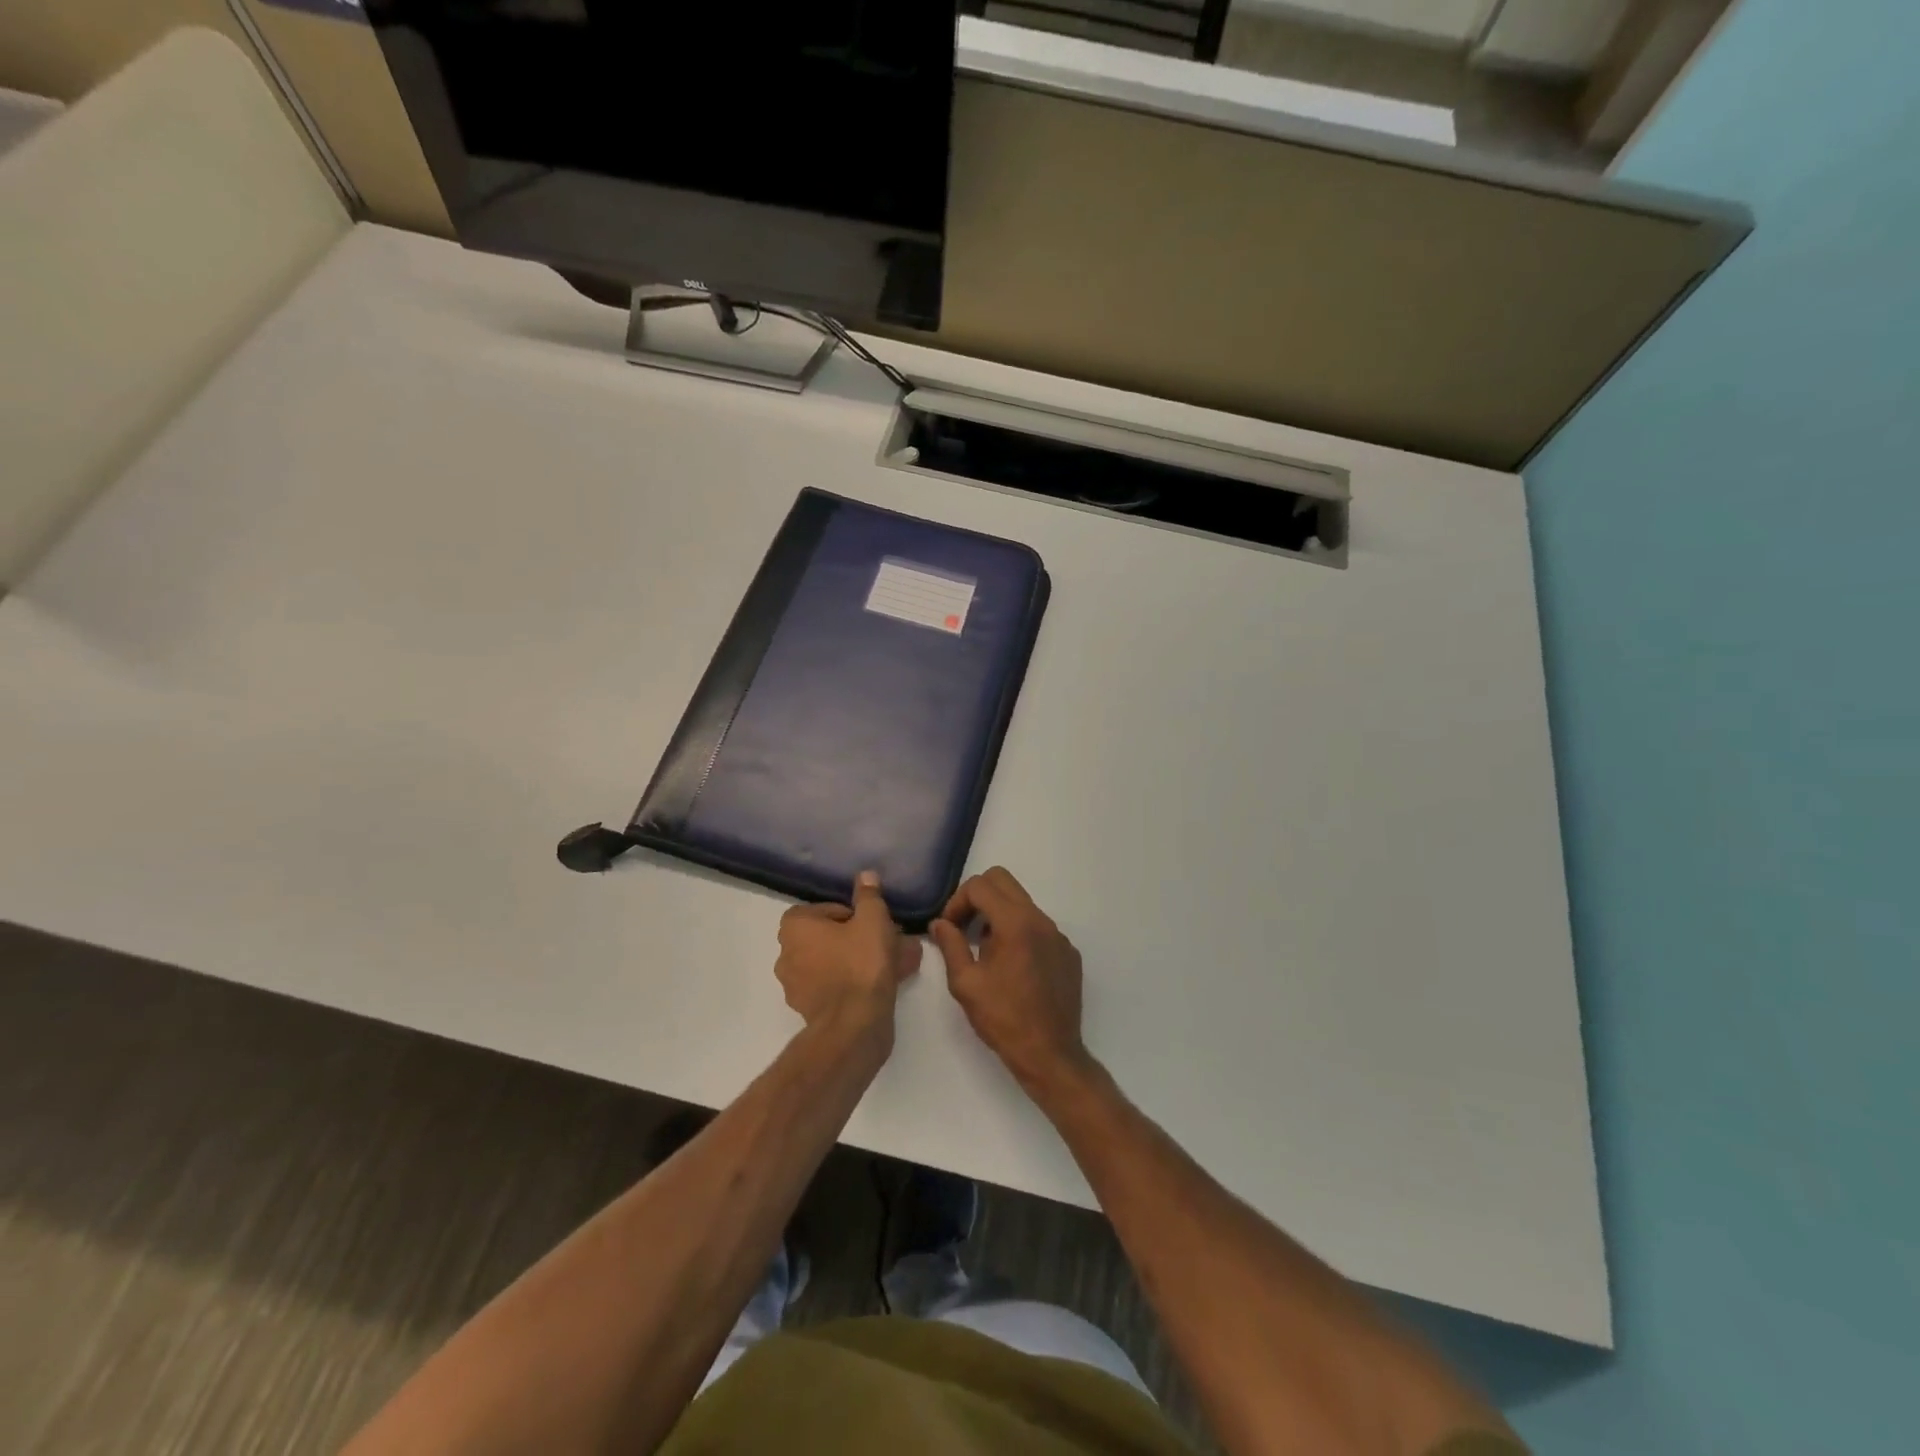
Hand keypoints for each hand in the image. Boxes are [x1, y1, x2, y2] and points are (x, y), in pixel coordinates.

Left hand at [776, 871, 919, 1041]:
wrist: (854, 1025)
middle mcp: (787, 954)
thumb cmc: (860, 963)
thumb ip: (868, 895)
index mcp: (794, 928)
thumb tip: (865, 876)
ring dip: (861, 959)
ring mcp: (796, 985)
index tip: (873, 922)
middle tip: (889, 940)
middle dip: (859, 937)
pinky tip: (888, 982)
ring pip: (835, 962)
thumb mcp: (872, 919)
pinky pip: (836, 985)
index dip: (852, 913)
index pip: (824, 909)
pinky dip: (857, 981)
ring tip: (897, 960)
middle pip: (829, 937)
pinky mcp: (810, 1010)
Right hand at [929, 867, 1091, 1096]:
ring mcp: (1058, 935)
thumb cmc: (1003, 1019)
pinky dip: (1020, 933)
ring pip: (1022, 903)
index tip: (949, 928)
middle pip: (1003, 881)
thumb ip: (950, 945)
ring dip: (998, 915)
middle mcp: (1041, 920)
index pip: (980, 886)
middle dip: (977, 897)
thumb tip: (940, 923)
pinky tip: (1013, 967)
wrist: (1050, 1054)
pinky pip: (1039, 927)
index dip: (957, 901)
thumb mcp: (965, 983)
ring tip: (986, 951)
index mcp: (1015, 923)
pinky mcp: (1068, 952)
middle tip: (964, 927)